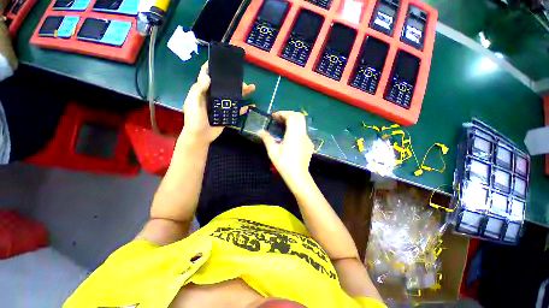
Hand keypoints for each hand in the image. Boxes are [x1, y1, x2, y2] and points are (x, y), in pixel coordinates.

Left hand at [181, 62, 254, 144]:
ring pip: (232, 97)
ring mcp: (221, 106)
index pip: (207, 76)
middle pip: (224, 86)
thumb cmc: (194, 120)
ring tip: (251, 89)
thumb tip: (207, 76)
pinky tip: (250, 106)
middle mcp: (213, 97)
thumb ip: (199, 90)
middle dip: (234, 82)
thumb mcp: (194, 104)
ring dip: (242, 93)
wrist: (200, 136)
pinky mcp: (226, 115)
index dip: (213, 68)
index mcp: (203, 92)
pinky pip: (236, 110)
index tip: (221, 61)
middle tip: (244, 82)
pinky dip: (243, 109)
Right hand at [259, 111, 313, 187]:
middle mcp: (302, 134)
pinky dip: (296, 129)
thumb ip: (267, 139)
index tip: (274, 116)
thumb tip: (260, 131)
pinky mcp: (309, 145)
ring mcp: (307, 139)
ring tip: (283, 126)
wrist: (298, 176)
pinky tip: (290, 138)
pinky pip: (303, 132)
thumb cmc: (284, 164)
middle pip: (300, 117)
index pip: (291, 116)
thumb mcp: (273, 152)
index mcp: (294, 134)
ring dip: (293, 121)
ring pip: (302, 124)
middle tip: (280, 118)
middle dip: (289, 114)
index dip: (283, 113)